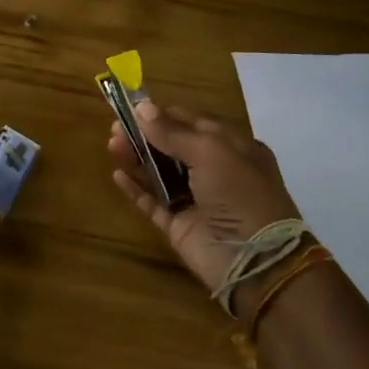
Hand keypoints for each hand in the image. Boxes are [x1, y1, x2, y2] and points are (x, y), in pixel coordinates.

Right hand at [108, 101, 300, 296]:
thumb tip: (142, 107)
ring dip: (137, 157)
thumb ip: (173, 131)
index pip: (193, 123)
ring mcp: (196, 200)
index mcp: (233, 149)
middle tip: (115, 128)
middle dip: (145, 135)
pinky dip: (136, 189)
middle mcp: (215, 172)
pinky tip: (118, 175)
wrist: (256, 261)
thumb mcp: (211, 152)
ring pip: (160, 172)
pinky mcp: (180, 226)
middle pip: (172, 146)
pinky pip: (153, 203)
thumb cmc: (239, 194)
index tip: (133, 108)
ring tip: (112, 145)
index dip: (164, 114)